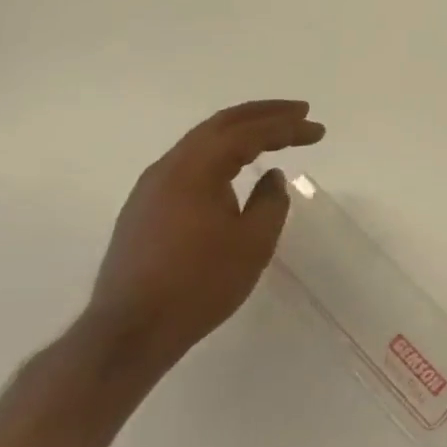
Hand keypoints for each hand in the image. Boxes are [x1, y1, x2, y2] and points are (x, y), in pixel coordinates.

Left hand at [87, 100, 325, 373]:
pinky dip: (221, 152)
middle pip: (221, 125)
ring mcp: (150, 188)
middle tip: (299, 111)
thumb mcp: (253, 242)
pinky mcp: (143, 209)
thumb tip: (272, 176)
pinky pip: (189, 162)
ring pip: (201, 142)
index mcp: (196, 169)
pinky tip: (235, 165)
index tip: (318, 129)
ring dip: (241, 131)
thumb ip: (271, 201)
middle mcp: (169, 168)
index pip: (249, 133)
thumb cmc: (199, 285)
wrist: (127, 335)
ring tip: (273, 131)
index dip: (288, 127)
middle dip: (264, 114)